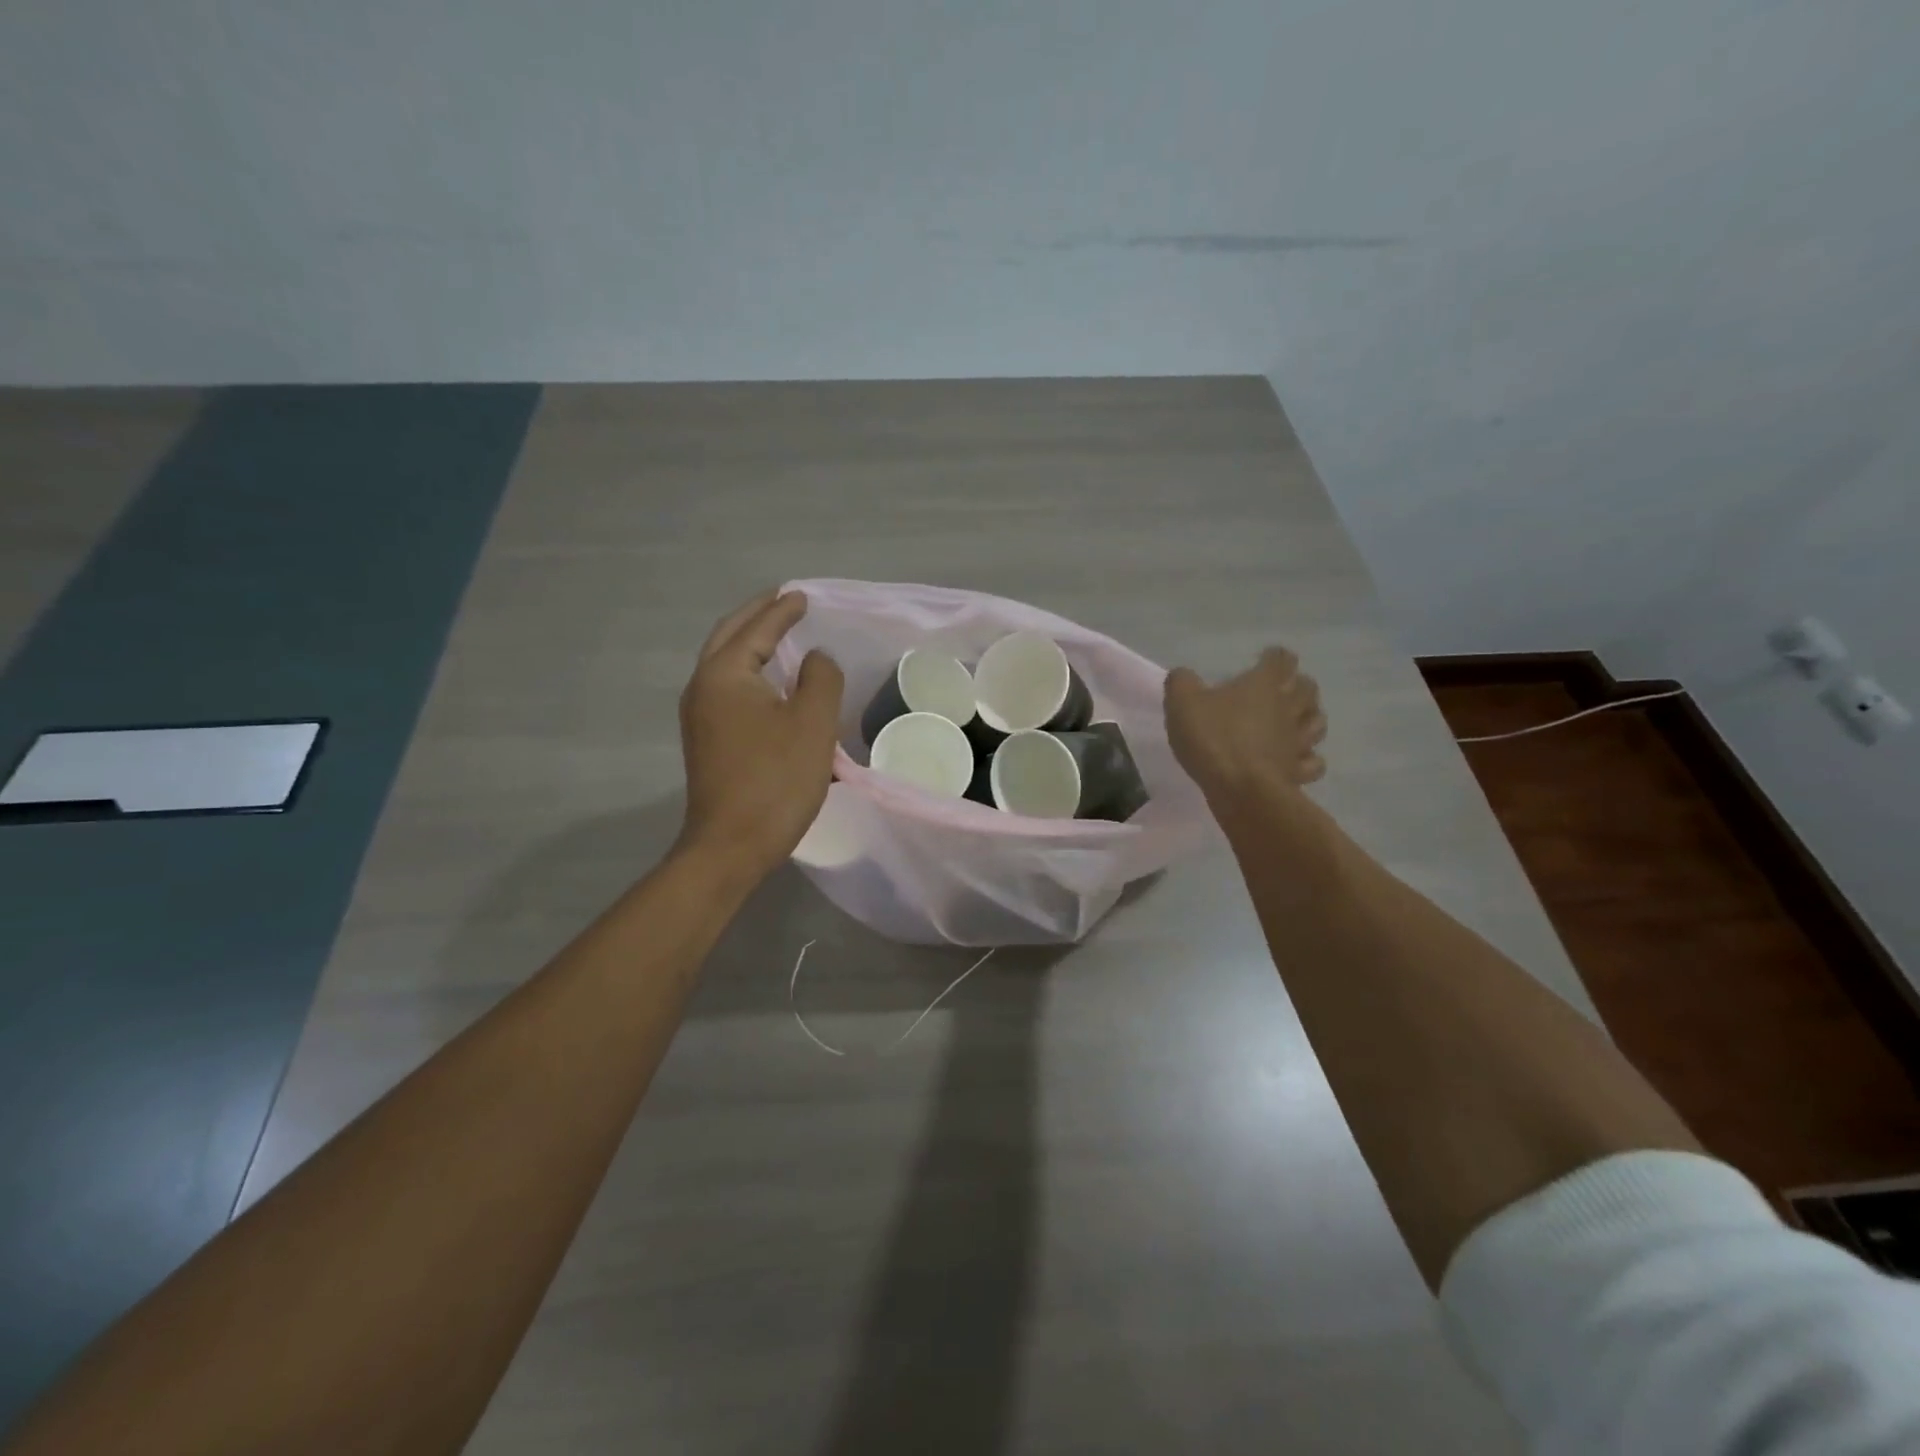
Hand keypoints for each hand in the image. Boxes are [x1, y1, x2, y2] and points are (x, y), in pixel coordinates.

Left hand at [677, 589, 844, 878]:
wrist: (730, 845)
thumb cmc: (775, 780)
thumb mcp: (812, 723)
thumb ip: (820, 677)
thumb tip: (815, 658)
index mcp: (725, 674)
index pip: (757, 628)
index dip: (783, 610)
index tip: (802, 595)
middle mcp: (703, 687)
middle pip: (729, 637)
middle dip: (757, 616)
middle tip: (784, 602)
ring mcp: (699, 716)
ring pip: (724, 662)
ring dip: (749, 642)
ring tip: (778, 632)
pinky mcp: (706, 740)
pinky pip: (726, 687)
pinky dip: (747, 669)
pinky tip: (768, 680)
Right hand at [1164, 647, 1327, 802]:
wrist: (1240, 788)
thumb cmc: (1213, 738)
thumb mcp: (1182, 703)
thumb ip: (1182, 683)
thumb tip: (1183, 675)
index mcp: (1264, 684)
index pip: (1281, 659)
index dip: (1274, 657)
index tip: (1263, 660)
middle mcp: (1288, 707)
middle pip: (1307, 687)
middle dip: (1298, 684)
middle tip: (1282, 688)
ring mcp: (1298, 741)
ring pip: (1317, 721)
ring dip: (1310, 717)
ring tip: (1297, 720)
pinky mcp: (1298, 771)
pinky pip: (1313, 762)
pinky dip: (1308, 758)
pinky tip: (1296, 759)